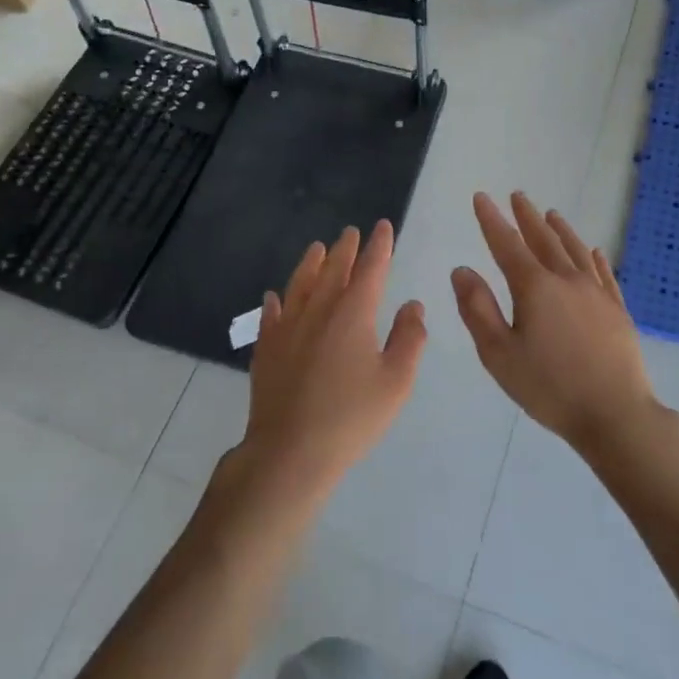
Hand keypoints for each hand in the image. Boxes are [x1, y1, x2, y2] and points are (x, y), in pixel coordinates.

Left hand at [235, 222, 425, 506]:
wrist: (290, 451)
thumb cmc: (351, 417)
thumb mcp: (396, 382)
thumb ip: (409, 338)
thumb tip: (412, 305)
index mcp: (354, 313)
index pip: (370, 268)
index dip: (379, 246)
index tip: (383, 227)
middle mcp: (319, 309)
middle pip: (334, 269)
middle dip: (346, 248)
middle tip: (351, 232)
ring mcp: (287, 327)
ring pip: (300, 284)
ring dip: (311, 263)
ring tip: (317, 247)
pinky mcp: (266, 348)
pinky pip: (271, 314)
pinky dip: (276, 300)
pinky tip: (274, 296)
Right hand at [452, 192, 656, 458]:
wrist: (615, 413)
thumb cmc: (549, 387)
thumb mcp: (499, 353)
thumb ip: (478, 309)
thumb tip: (462, 269)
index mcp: (534, 288)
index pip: (507, 244)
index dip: (491, 220)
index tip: (481, 197)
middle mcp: (567, 280)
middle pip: (544, 240)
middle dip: (527, 217)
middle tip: (518, 196)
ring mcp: (596, 294)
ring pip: (575, 251)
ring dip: (560, 230)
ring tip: (551, 214)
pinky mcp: (617, 311)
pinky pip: (604, 274)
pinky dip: (594, 258)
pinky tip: (594, 251)